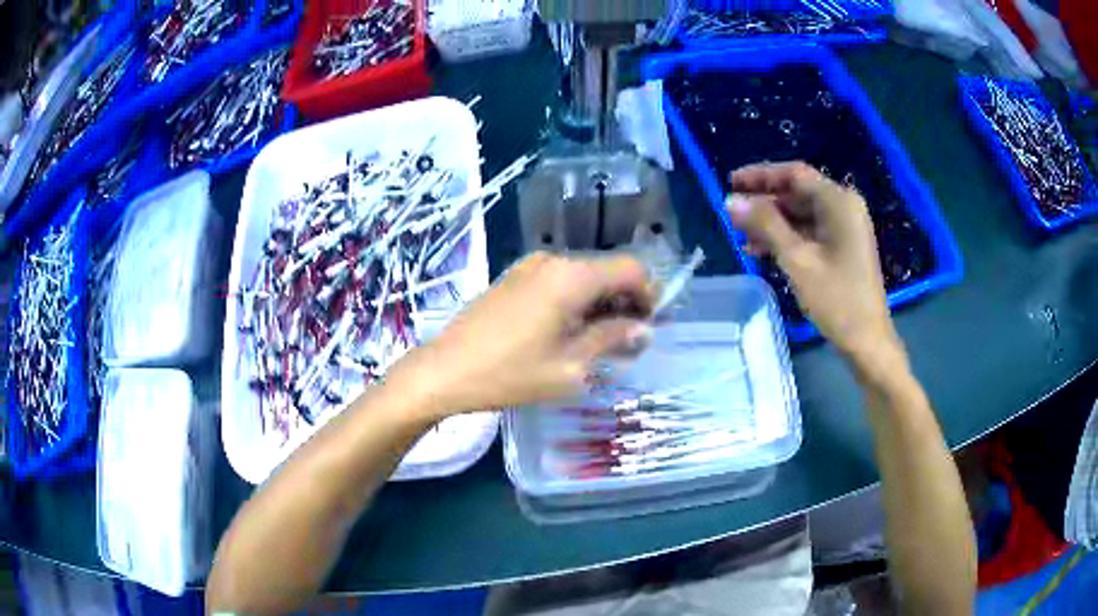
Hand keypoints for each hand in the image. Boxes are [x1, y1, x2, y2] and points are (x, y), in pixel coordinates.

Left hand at [387, 253, 653, 420]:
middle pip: (607, 271)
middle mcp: (553, 261)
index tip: (651, 327)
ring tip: (600, 345)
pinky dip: (575, 302)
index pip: (631, 269)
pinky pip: (558, 283)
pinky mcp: (513, 278)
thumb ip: (612, 340)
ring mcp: (529, 267)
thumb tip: (642, 329)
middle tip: (629, 343)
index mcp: (572, 276)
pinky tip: (569, 335)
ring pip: (583, 278)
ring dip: (600, 305)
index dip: (650, 295)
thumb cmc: (510, 373)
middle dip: (625, 303)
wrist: (444, 370)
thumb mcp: (571, 366)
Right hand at [726, 162, 899, 360]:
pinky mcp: (843, 245)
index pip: (794, 174)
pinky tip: (760, 249)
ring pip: (801, 213)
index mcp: (838, 201)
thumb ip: (765, 225)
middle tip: (731, 213)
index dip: (760, 175)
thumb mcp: (797, 259)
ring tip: (740, 234)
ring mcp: (845, 227)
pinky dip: (787, 237)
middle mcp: (844, 206)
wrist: (867, 340)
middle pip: (797, 192)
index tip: (730, 182)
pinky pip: (810, 231)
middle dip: (764, 202)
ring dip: (772, 222)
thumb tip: (730, 201)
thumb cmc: (836, 299)